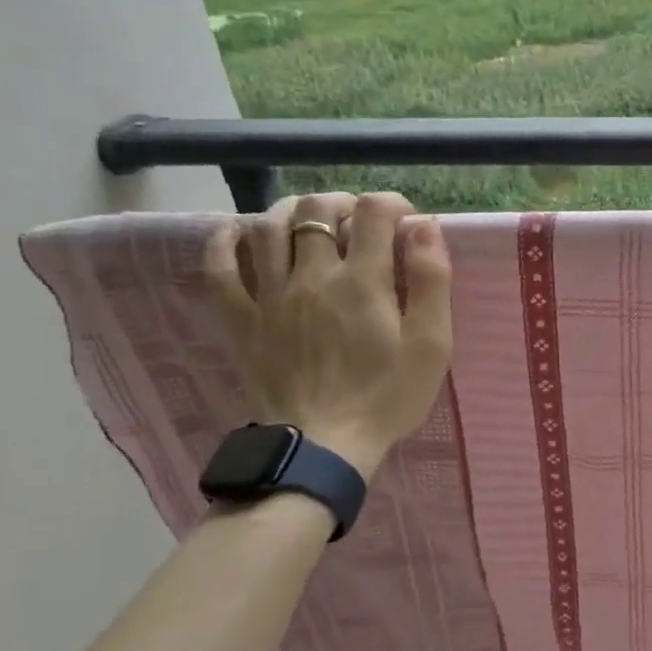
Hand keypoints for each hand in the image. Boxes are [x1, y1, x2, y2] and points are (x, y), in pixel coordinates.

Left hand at [202, 191, 452, 478]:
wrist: (323, 447)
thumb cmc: (386, 397)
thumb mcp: (431, 345)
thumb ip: (432, 281)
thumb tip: (424, 227)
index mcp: (362, 281)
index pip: (373, 212)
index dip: (392, 203)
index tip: (406, 222)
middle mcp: (312, 276)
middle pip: (316, 209)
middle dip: (343, 202)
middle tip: (360, 222)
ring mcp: (270, 296)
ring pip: (267, 228)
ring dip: (290, 211)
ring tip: (310, 221)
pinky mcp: (242, 321)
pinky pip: (219, 270)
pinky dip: (225, 242)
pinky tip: (238, 233)